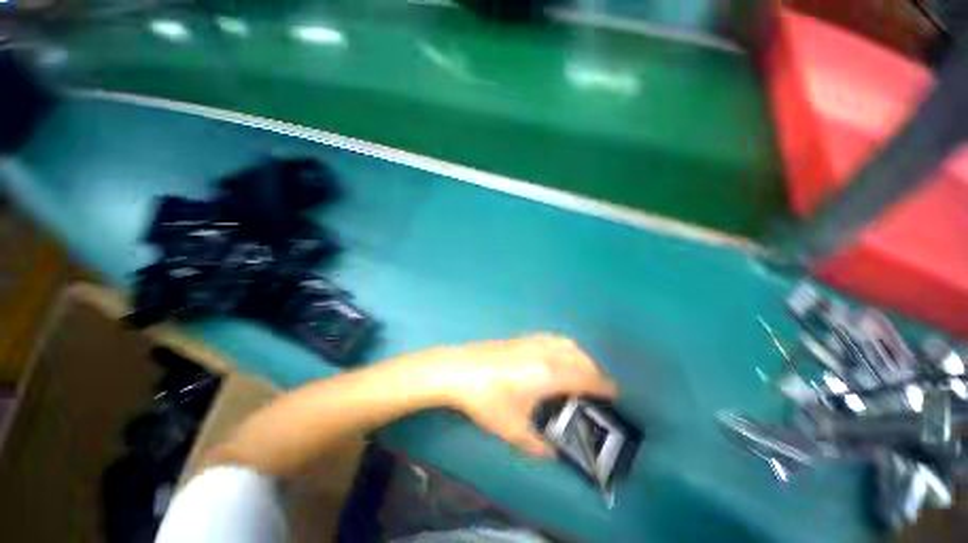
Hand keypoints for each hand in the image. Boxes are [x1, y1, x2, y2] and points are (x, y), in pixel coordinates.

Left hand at [418, 334, 617, 456]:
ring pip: (566, 343)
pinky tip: (557, 356)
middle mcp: (545, 353)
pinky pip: (552, 338)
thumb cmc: (486, 399)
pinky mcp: (520, 338)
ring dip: (580, 355)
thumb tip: (552, 453)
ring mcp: (531, 342)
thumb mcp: (512, 429)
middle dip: (595, 370)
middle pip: (579, 356)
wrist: (458, 369)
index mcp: (548, 374)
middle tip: (600, 387)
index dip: (604, 385)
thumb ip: (537, 444)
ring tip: (582, 371)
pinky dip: (564, 346)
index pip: (585, 376)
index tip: (615, 394)